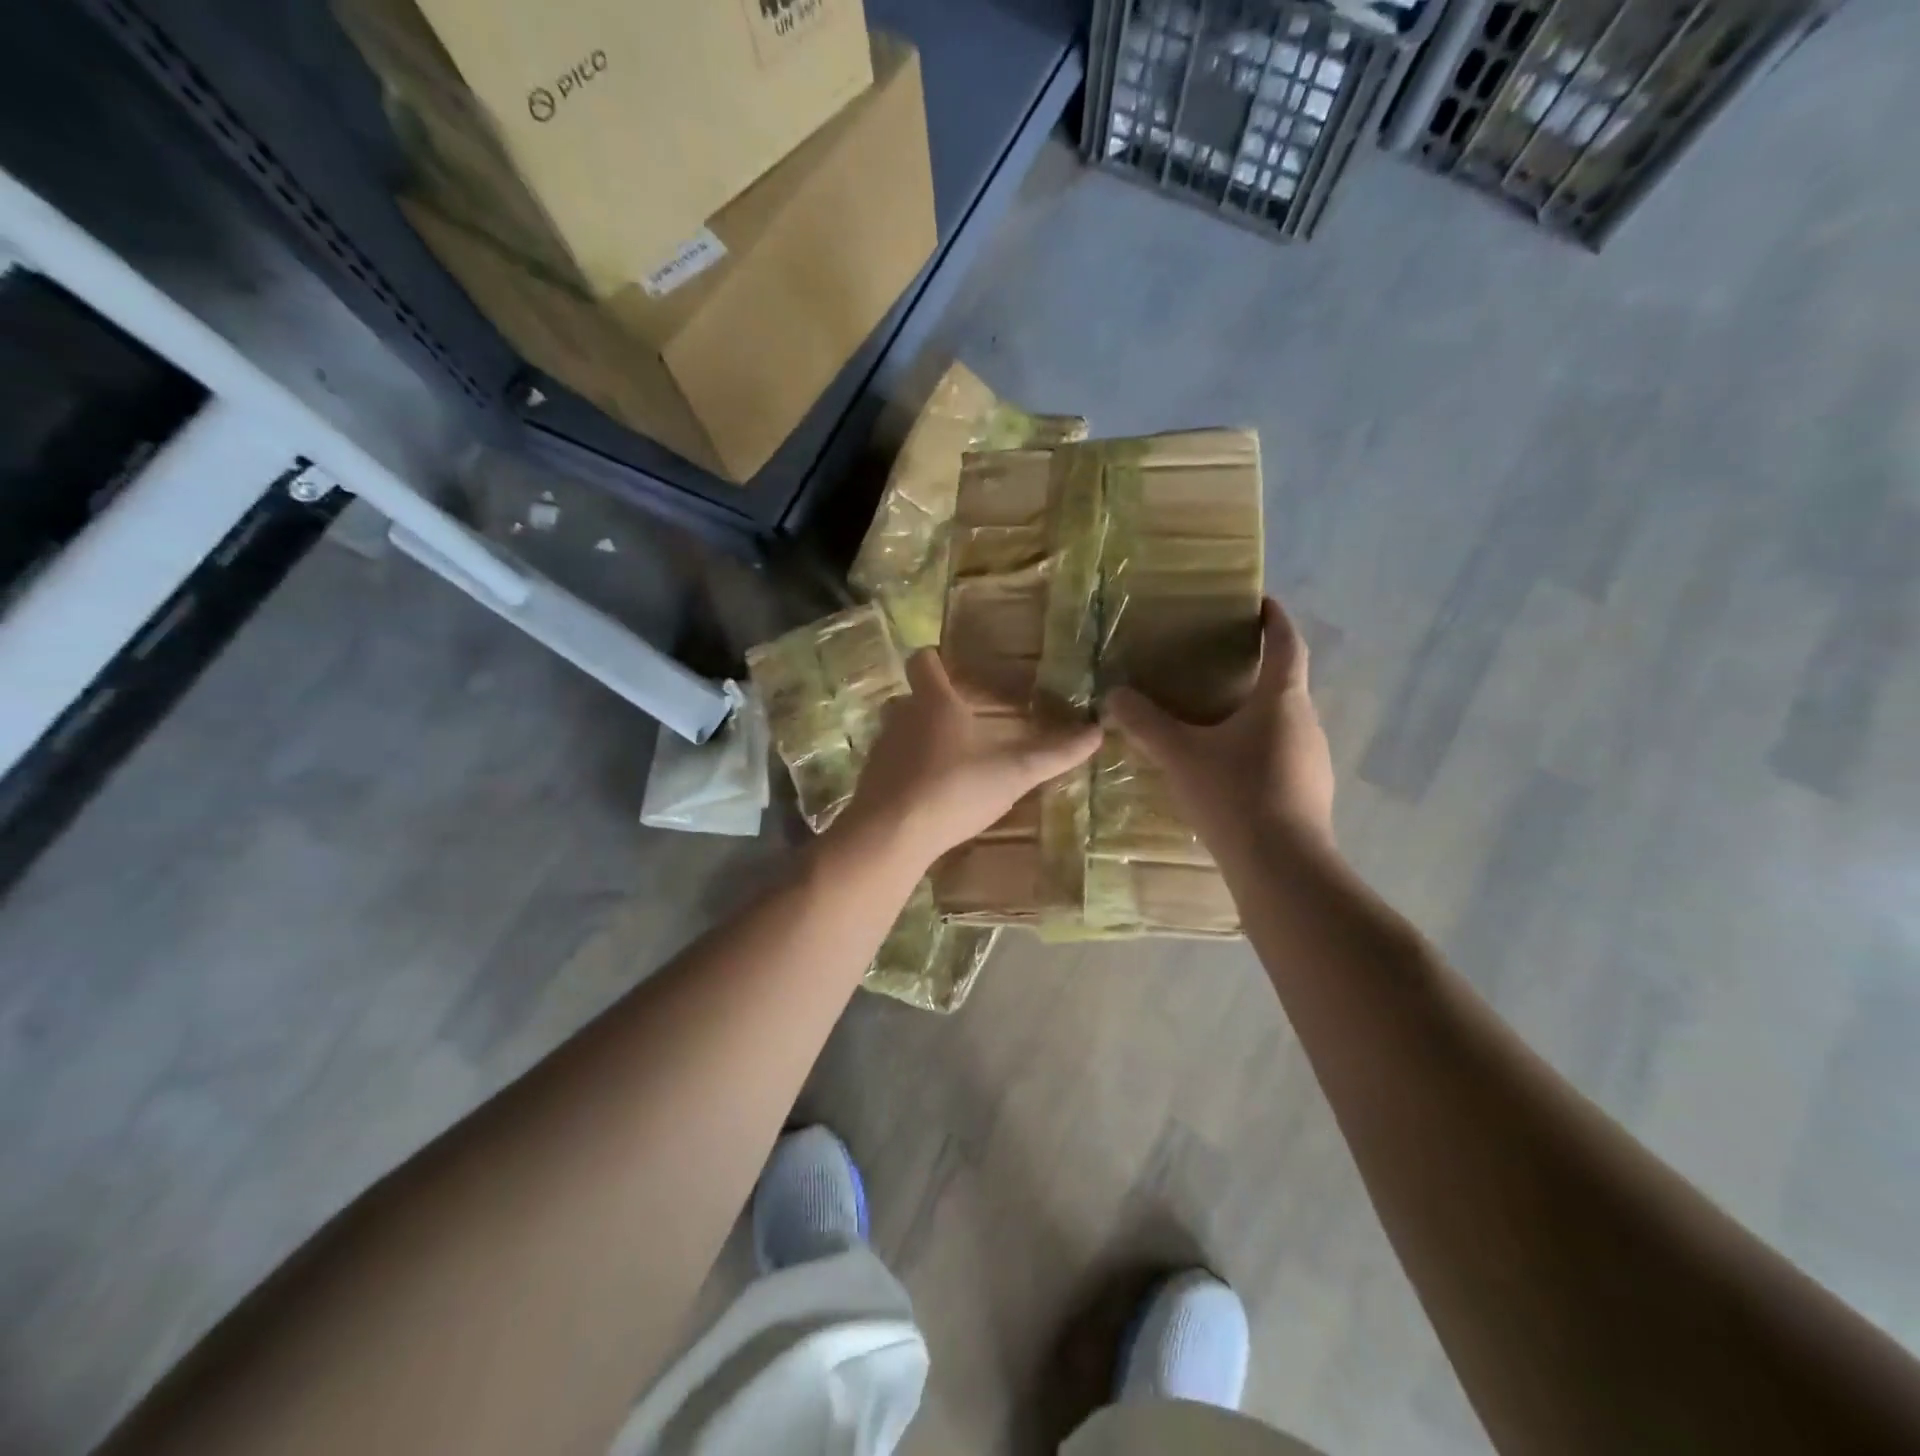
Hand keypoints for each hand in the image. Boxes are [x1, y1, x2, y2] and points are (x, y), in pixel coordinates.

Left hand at [833, 650, 1102, 869]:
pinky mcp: (870, 781)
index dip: (936, 660)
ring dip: (919, 739)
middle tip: (962, 719)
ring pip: (898, 732)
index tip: (953, 667)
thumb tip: (1098, 732)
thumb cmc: (954, 789)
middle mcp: (900, 717)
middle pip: (910, 697)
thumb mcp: (1013, 773)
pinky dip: (907, 771)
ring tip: (949, 758)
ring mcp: (881, 750)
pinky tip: (928, 794)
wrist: (891, 835)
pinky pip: (891, 765)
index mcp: (933, 702)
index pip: (923, 661)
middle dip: (932, 704)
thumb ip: (1054, 754)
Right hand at [1105, 597, 1334, 852]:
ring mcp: (1313, 761)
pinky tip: (1226, 769)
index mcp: (1282, 700)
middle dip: (1257, 668)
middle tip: (1219, 664)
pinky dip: (1257, 747)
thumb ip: (1146, 723)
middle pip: (1286, 683)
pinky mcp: (1308, 793)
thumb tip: (1114, 696)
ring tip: (1216, 717)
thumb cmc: (1235, 795)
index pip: (1288, 644)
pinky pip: (1281, 754)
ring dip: (1255, 712)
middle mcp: (1306, 723)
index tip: (1261, 602)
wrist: (1282, 868)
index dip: (1275, 619)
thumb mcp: (1181, 755)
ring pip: (1283, 722)